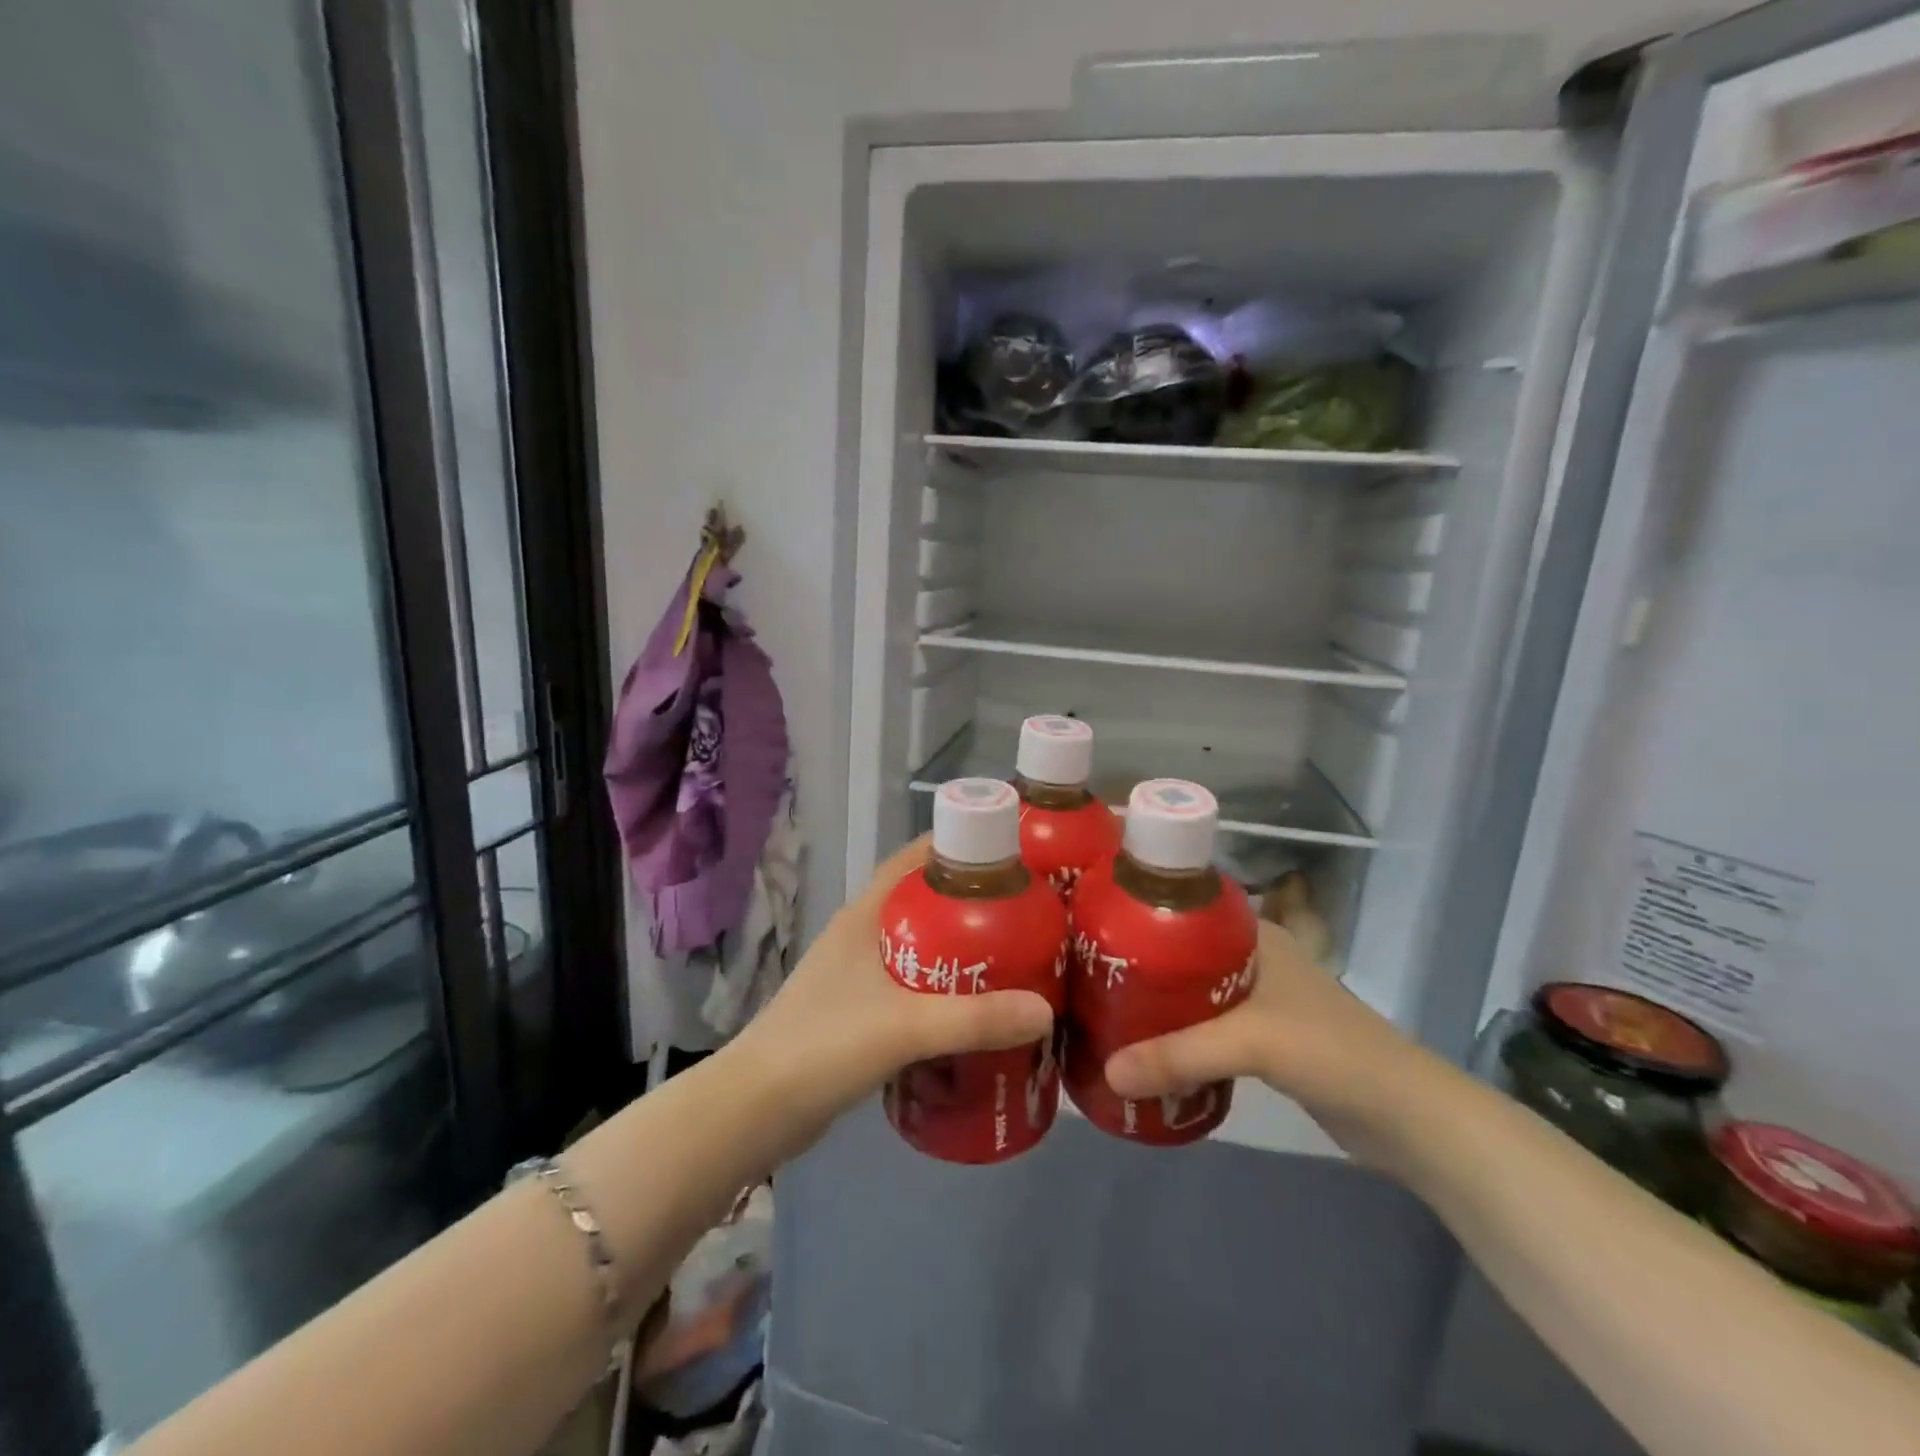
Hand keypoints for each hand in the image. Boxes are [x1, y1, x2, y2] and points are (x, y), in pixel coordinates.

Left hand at [731, 838, 1054, 1159]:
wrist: (755, 1110)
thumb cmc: (824, 1045)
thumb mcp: (904, 1027)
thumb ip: (974, 1019)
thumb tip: (1045, 1010)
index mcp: (866, 915)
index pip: (915, 860)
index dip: (960, 848)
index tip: (1011, 854)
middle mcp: (862, 935)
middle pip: (925, 904)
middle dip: (973, 906)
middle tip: (1027, 915)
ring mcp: (857, 975)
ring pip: (921, 948)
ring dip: (960, 952)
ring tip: (1014, 961)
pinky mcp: (858, 1013)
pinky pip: (913, 988)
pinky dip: (944, 992)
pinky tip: (976, 1013)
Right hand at [1103, 920, 1443, 1165]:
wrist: (1407, 1117)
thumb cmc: (1332, 1052)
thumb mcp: (1252, 1043)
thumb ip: (1179, 1056)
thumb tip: (1107, 1072)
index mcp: (1251, 933)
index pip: (1182, 908)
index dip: (1136, 914)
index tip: (1089, 929)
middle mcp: (1251, 956)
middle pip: (1179, 954)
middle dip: (1137, 967)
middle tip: (1086, 977)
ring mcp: (1258, 998)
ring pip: (1191, 991)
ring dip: (1156, 1004)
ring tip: (1103, 1010)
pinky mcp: (1263, 1037)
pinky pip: (1205, 1026)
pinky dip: (1178, 1034)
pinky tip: (1144, 1048)